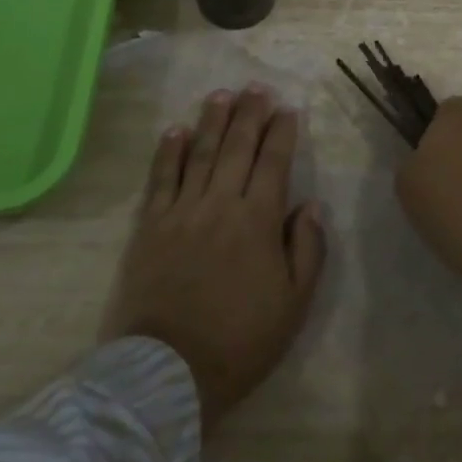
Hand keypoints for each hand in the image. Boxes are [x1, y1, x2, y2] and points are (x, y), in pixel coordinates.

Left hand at [101, 86, 326, 431]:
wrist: (168, 374)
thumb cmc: (239, 342)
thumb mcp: (293, 306)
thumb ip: (308, 250)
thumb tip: (311, 204)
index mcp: (258, 221)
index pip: (274, 162)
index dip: (281, 132)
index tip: (287, 109)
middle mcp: (221, 204)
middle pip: (237, 147)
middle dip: (249, 113)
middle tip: (256, 87)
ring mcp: (182, 211)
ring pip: (200, 153)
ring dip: (212, 120)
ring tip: (221, 94)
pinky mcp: (150, 225)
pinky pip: (160, 178)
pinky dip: (168, 151)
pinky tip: (175, 130)